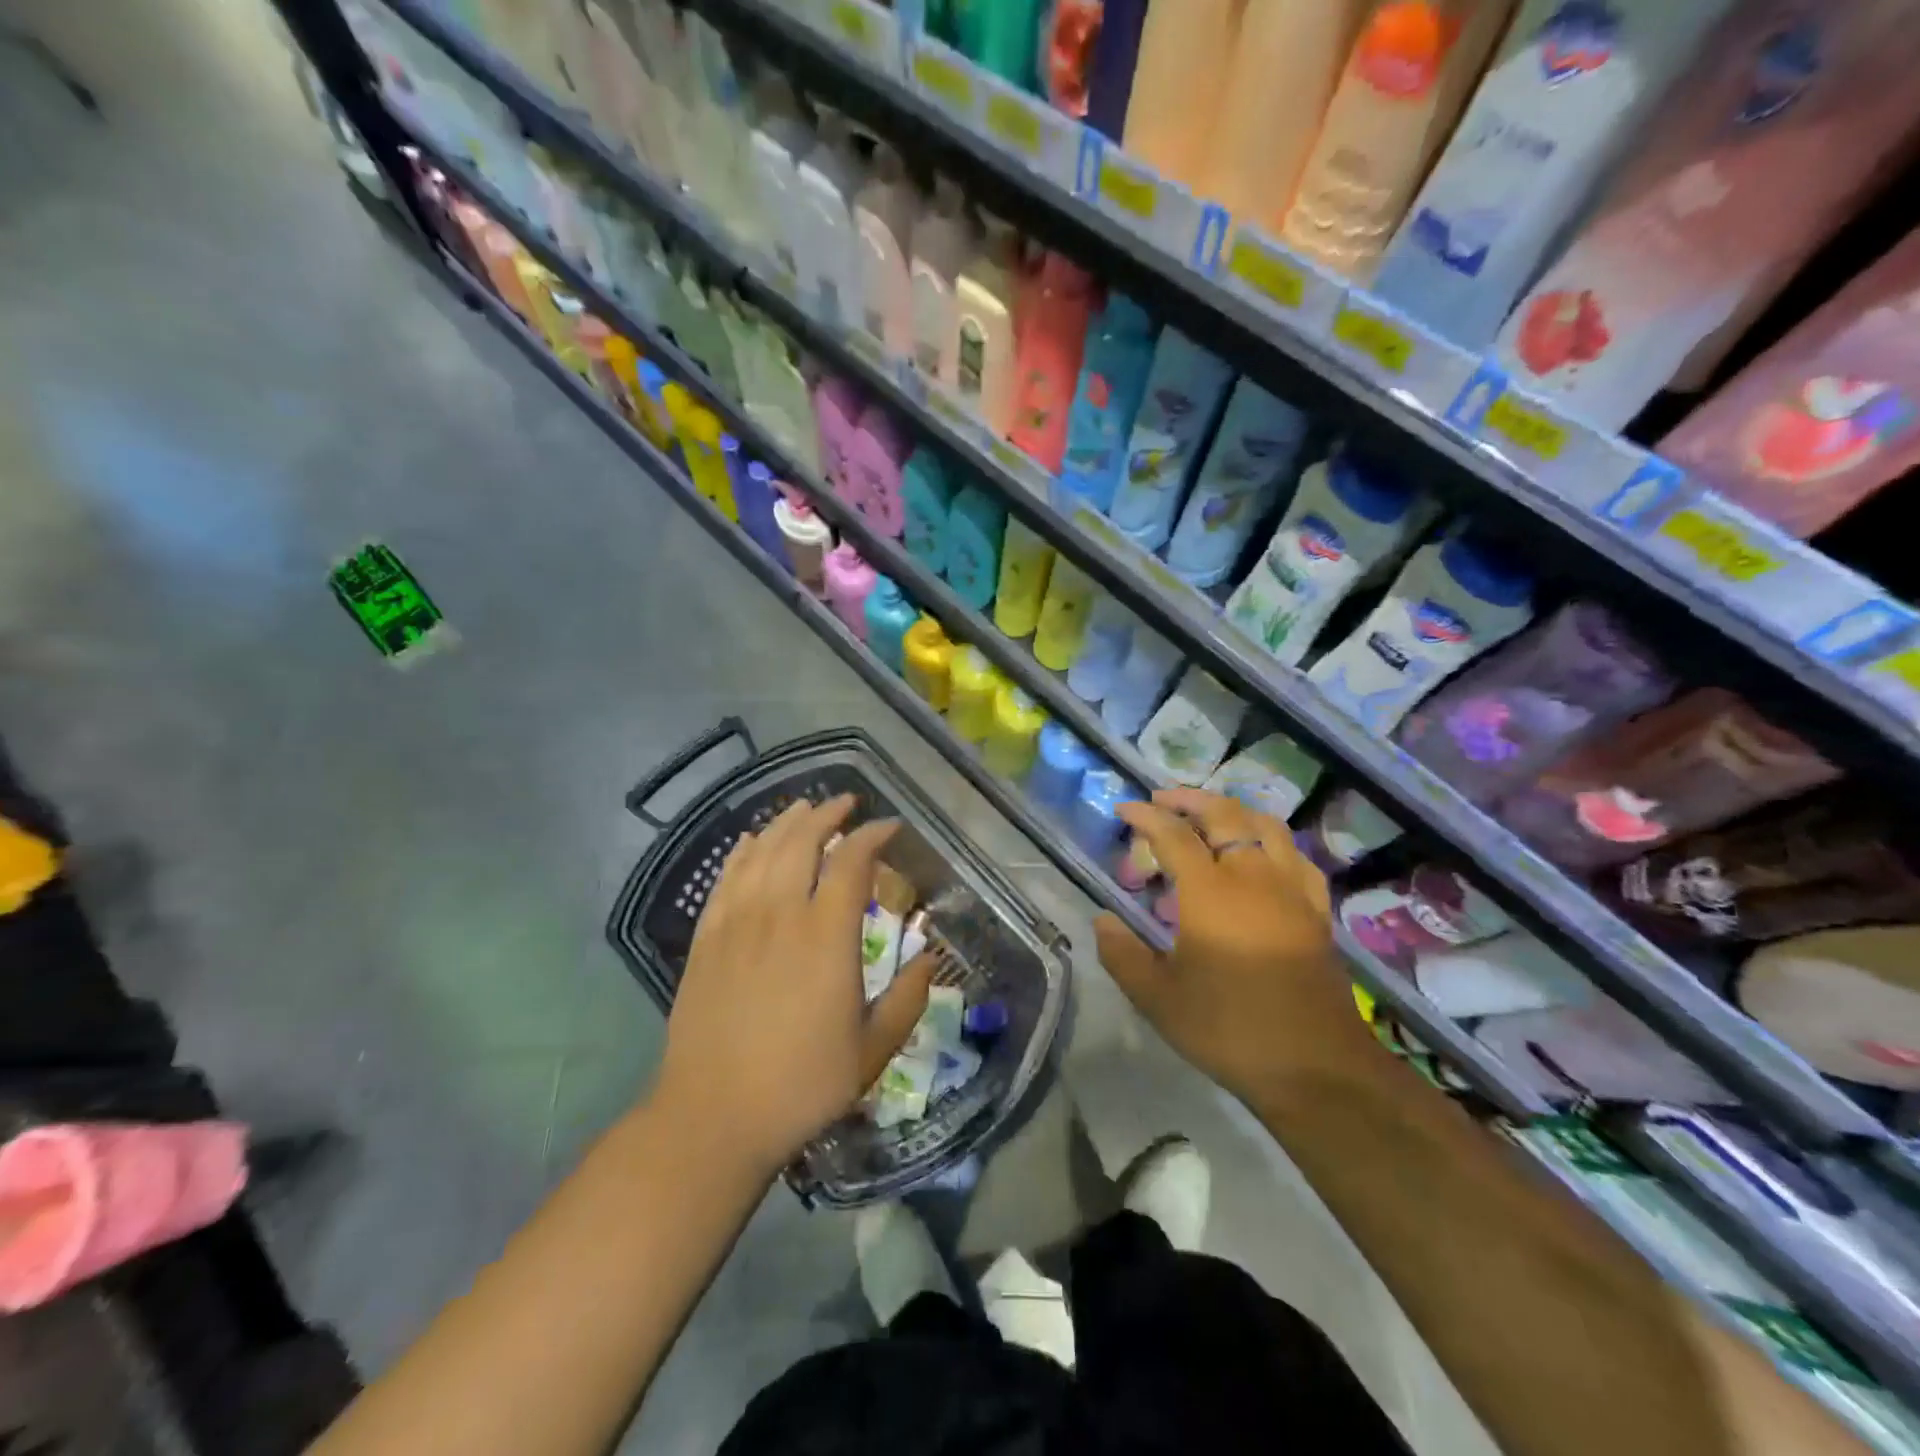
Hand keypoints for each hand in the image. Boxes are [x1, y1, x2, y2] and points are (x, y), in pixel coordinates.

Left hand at [653, 795, 933, 1179]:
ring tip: (803, 808)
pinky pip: (726, 879)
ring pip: (762, 852)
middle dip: (826, 814)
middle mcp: (781, 915)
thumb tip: (929, 959)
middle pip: (801, 842)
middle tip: (846, 804)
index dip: (872, 836)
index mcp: (826, 937)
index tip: (889, 827)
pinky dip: (742, 852)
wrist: (713, 1117)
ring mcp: (737, 924)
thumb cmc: (801, 1085)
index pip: (851, 863)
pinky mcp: (706, 939)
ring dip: (785, 823)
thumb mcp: (871, 1050)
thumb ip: (907, 999)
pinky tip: (751, 841)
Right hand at [1094, 789, 1366, 1103]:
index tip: (1123, 809)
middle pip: (1224, 815)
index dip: (1145, 817)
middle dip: (1189, 799)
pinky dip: (1271, 840)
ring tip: (1209, 814)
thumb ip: (1122, 954)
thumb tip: (1101, 920)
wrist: (1316, 1067)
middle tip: (1162, 799)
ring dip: (1232, 810)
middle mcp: (1253, 877)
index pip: (1173, 835)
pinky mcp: (1316, 910)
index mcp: (1210, 892)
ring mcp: (1291, 890)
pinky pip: (1295, 856)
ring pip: (1265, 826)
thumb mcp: (1158, 998)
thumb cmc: (1228, 1029)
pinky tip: (1262, 853)